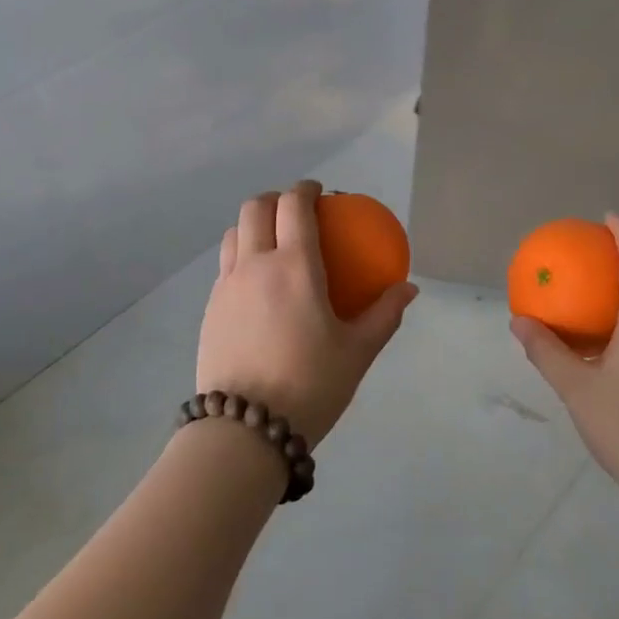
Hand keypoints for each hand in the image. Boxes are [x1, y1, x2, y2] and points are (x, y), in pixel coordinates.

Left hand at [196, 180, 417, 445]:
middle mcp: (255, 265)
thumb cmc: (310, 385)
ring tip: (271, 243)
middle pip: (255, 208)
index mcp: (294, 266)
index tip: (318, 192)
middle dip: (275, 199)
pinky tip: (257, 287)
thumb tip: (408, 289)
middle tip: (294, 211)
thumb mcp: (357, 352)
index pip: (294, 206)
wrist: (245, 429)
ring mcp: (226, 286)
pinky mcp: (210, 309)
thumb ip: (385, 314)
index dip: (305, 189)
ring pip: (234, 234)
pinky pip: (224, 266)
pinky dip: (241, 257)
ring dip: (253, 225)